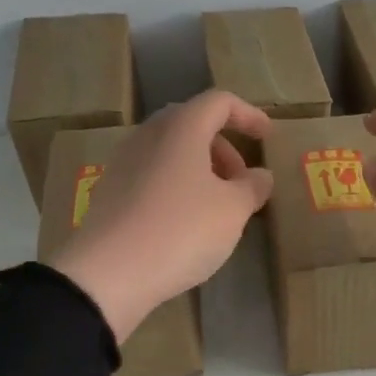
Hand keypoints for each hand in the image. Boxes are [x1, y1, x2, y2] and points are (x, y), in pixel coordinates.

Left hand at [49, 90, 273, 341]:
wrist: (108, 273)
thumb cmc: (182, 231)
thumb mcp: (233, 211)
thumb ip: (253, 187)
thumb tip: (260, 176)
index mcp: (181, 128)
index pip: (219, 102)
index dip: (248, 115)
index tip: (267, 137)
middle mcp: (148, 136)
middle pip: (191, 124)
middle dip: (223, 147)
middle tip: (241, 181)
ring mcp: (124, 163)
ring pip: (170, 151)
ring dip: (200, 168)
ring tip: (217, 206)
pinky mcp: (110, 192)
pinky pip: (152, 175)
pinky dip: (177, 185)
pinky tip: (186, 222)